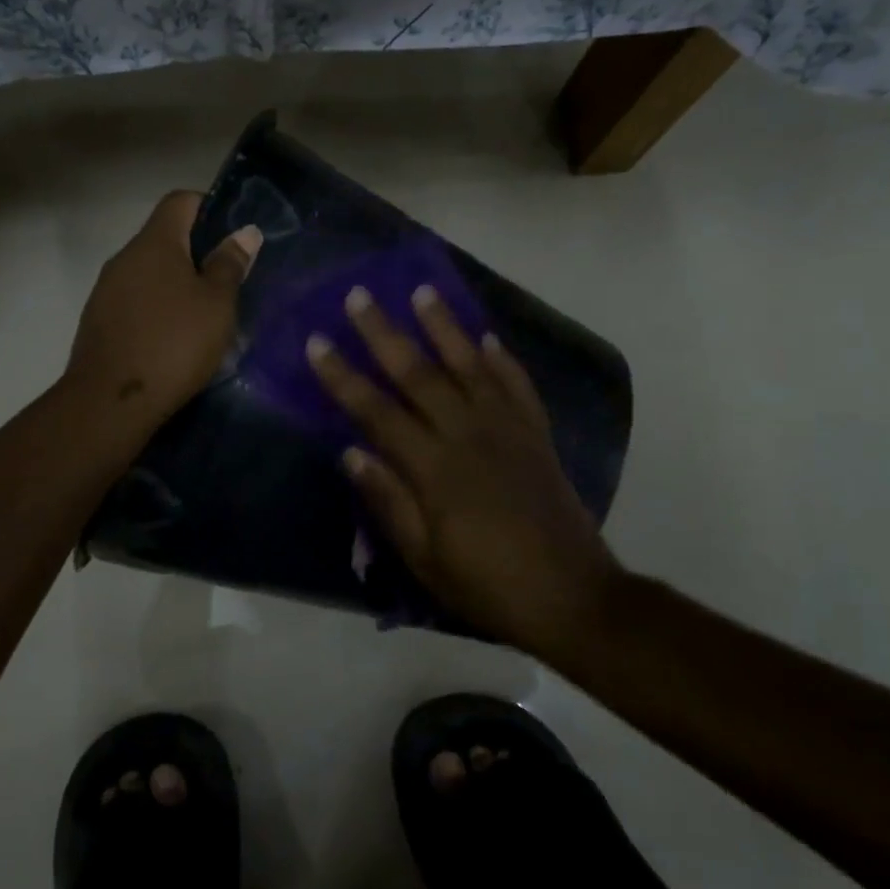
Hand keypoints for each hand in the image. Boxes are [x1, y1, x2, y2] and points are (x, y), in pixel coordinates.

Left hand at [64, 190, 261, 430]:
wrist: (111, 401)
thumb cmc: (173, 344)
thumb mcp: (216, 305)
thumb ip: (230, 264)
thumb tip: (245, 232)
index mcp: (154, 243)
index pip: (180, 201)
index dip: (210, 208)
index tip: (233, 238)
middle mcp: (124, 257)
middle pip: (164, 238)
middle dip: (197, 253)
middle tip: (227, 283)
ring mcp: (106, 290)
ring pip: (149, 273)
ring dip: (176, 285)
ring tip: (204, 316)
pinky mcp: (99, 321)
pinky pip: (135, 301)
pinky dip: (157, 309)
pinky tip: (174, 339)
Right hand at [306, 284, 619, 655]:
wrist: (571, 597)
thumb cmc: (486, 584)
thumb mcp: (424, 557)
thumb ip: (388, 501)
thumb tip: (350, 453)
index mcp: (434, 469)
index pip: (377, 411)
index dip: (343, 377)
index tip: (318, 343)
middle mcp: (468, 436)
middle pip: (419, 374)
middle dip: (384, 333)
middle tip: (359, 296)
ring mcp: (508, 430)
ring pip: (470, 366)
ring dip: (443, 327)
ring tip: (422, 291)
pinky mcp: (537, 436)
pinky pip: (518, 385)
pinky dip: (502, 359)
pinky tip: (487, 337)